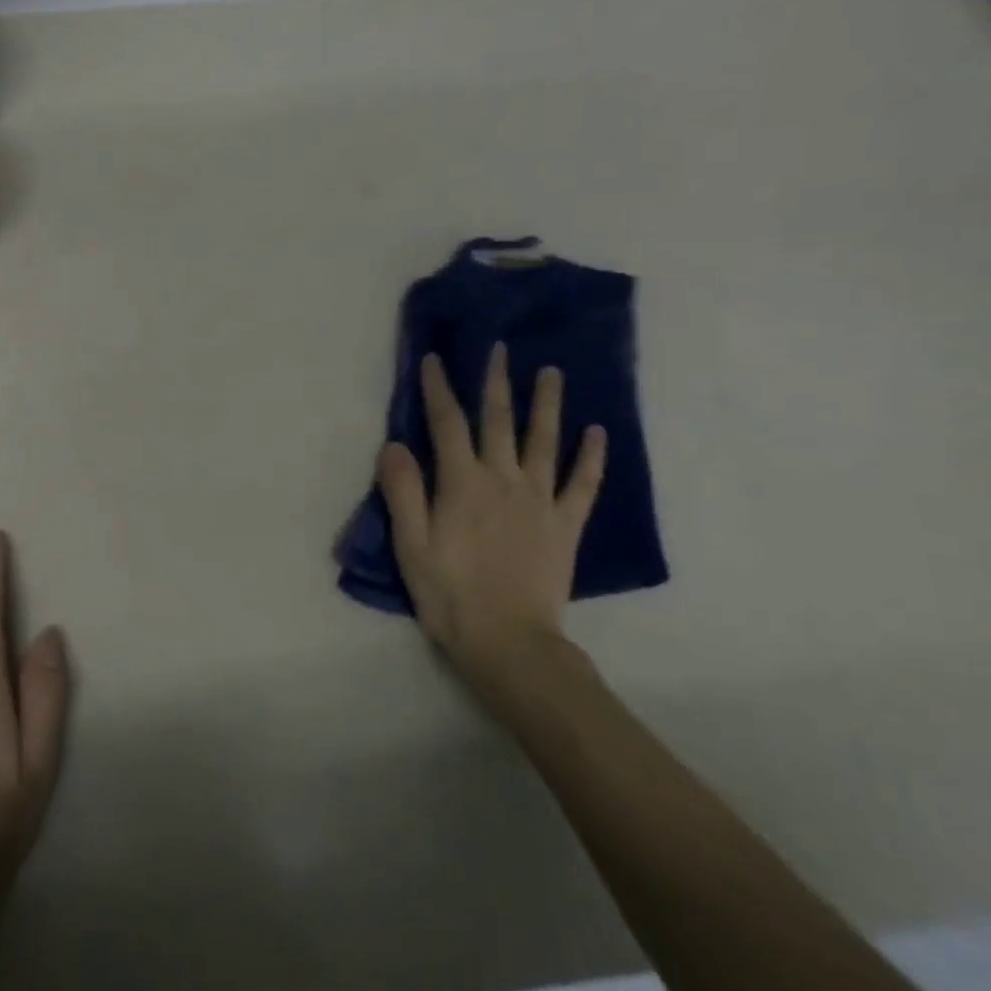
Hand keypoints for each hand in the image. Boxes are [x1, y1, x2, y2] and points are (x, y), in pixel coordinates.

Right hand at [378, 347, 606, 716]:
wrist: (509, 642)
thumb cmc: (450, 594)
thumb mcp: (411, 545)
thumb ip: (402, 491)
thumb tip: (394, 444)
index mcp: (462, 483)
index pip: (447, 423)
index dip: (438, 389)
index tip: (434, 360)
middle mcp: (503, 479)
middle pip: (499, 420)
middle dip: (496, 382)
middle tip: (500, 349)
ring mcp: (540, 499)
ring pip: (544, 440)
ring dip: (547, 404)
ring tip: (552, 372)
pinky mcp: (566, 524)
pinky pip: (583, 483)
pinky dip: (591, 456)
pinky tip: (596, 433)